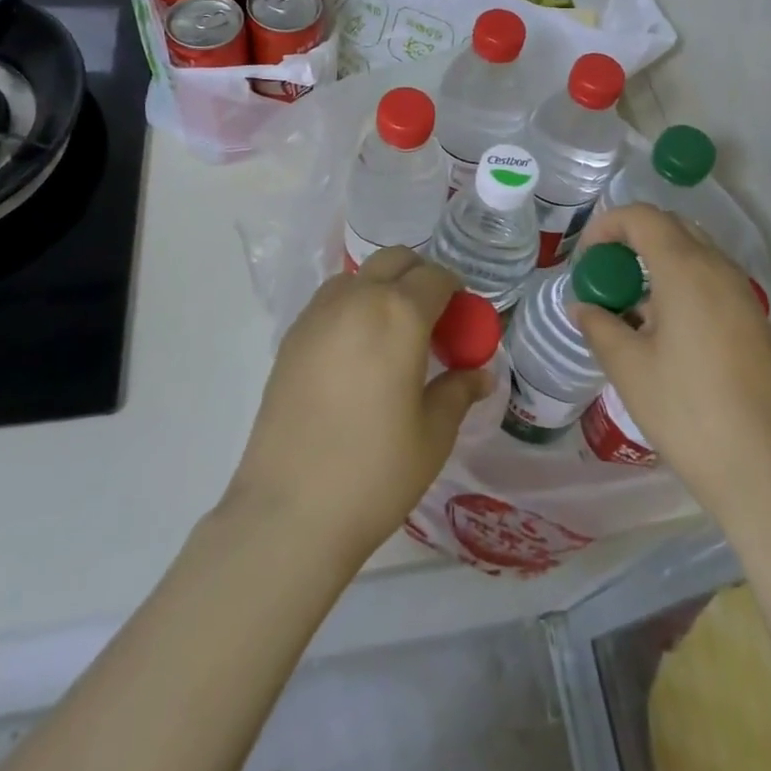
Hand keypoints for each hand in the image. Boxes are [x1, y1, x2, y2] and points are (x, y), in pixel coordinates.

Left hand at [224, 247, 493, 559]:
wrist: (290, 510)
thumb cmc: (375, 472)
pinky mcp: (291, 337)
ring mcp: (317, 314)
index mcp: (399, 314)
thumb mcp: (432, 434)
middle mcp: (357, 298)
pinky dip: (352, 308)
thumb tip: (480, 373)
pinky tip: (356, 354)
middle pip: (395, 260)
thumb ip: (458, 391)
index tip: (463, 321)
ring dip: (382, 288)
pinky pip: (331, 302)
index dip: (457, 292)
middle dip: (419, 277)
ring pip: (359, 276)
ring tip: (392, 337)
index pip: (436, 277)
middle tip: (432, 321)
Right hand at [570, 205, 770, 531]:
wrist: (768, 473)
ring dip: (657, 264)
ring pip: (694, 254)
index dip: (606, 226)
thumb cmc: (688, 413)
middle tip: (605, 278)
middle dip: (632, 241)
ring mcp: (743, 296)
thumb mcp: (629, 368)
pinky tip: (664, 333)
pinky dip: (681, 286)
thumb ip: (599, 326)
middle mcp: (719, 269)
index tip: (585, 261)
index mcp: (686, 269)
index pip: (642, 217)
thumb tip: (582, 306)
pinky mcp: (755, 323)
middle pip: (671, 227)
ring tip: (631, 310)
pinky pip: (711, 282)